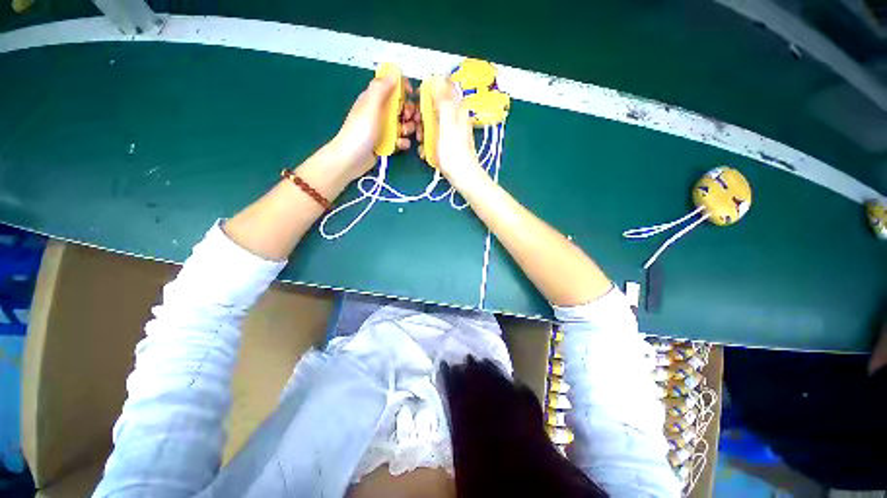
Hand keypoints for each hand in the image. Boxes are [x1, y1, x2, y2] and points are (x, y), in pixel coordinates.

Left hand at [328, 74, 418, 180]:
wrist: (352, 159)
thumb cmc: (361, 131)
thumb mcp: (370, 106)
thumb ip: (381, 89)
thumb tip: (394, 72)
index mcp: (374, 98)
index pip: (391, 86)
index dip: (403, 88)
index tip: (412, 95)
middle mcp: (379, 111)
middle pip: (400, 106)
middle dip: (409, 111)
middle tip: (411, 118)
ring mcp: (383, 128)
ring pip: (402, 123)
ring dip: (408, 128)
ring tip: (405, 134)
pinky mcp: (386, 143)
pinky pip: (400, 139)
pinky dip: (403, 142)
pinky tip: (401, 145)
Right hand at [418, 81, 486, 188]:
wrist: (462, 176)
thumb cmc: (453, 152)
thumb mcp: (447, 124)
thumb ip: (443, 102)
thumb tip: (438, 79)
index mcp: (457, 111)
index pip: (444, 91)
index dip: (430, 93)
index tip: (418, 102)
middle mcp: (456, 119)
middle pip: (436, 109)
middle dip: (424, 117)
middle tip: (418, 128)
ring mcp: (452, 133)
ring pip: (434, 125)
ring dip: (425, 132)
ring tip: (421, 142)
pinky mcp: (449, 145)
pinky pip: (436, 138)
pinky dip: (430, 143)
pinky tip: (426, 152)